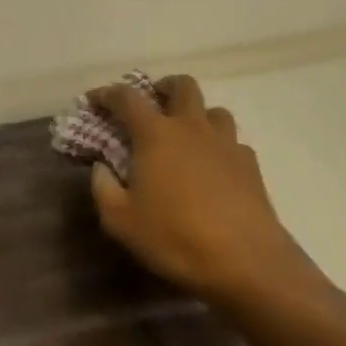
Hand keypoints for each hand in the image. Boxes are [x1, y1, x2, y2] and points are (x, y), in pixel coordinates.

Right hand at [87, 75, 306, 305]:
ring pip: (213, 110)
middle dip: (164, 87)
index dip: (107, 93)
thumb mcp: (121, 222)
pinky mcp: (250, 163)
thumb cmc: (175, 237)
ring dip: (198, 114)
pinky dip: (220, 146)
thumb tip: (101, 167)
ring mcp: (225, 142)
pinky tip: (216, 168)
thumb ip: (103, 189)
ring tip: (188, 135)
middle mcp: (191, 126)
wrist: (245, 260)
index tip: (96, 99)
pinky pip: (233, 141)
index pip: (127, 98)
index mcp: (156, 134)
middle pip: (182, 85)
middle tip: (154, 102)